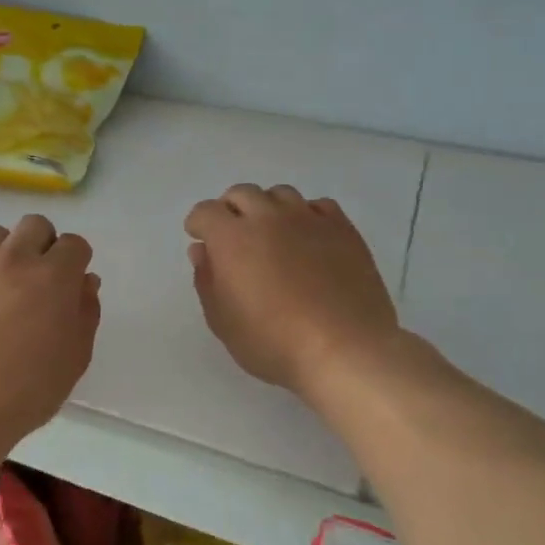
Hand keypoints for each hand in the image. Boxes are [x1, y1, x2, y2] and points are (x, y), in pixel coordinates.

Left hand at [0, 214, 100, 453]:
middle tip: (34, 281)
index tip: (68, 285)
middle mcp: (13, 258)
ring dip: (2, 253)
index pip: (74, 244)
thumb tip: (84, 281)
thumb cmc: (25, 393)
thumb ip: (85, 312)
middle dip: (42, 246)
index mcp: (53, 277)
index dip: (75, 262)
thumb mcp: (75, 359)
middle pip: (35, 225)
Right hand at [186, 184, 414, 400]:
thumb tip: (202, 250)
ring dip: (268, 208)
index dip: (199, 224)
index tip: (201, 241)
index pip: (205, 211)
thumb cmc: (273, 342)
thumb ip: (207, 280)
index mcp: (232, 237)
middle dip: (231, 210)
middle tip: (234, 238)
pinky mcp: (343, 228)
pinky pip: (318, 206)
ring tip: (272, 236)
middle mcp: (268, 217)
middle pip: (241, 194)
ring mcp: (309, 219)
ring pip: (280, 194)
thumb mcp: (223, 321)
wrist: (345, 351)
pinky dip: (306, 215)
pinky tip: (308, 239)